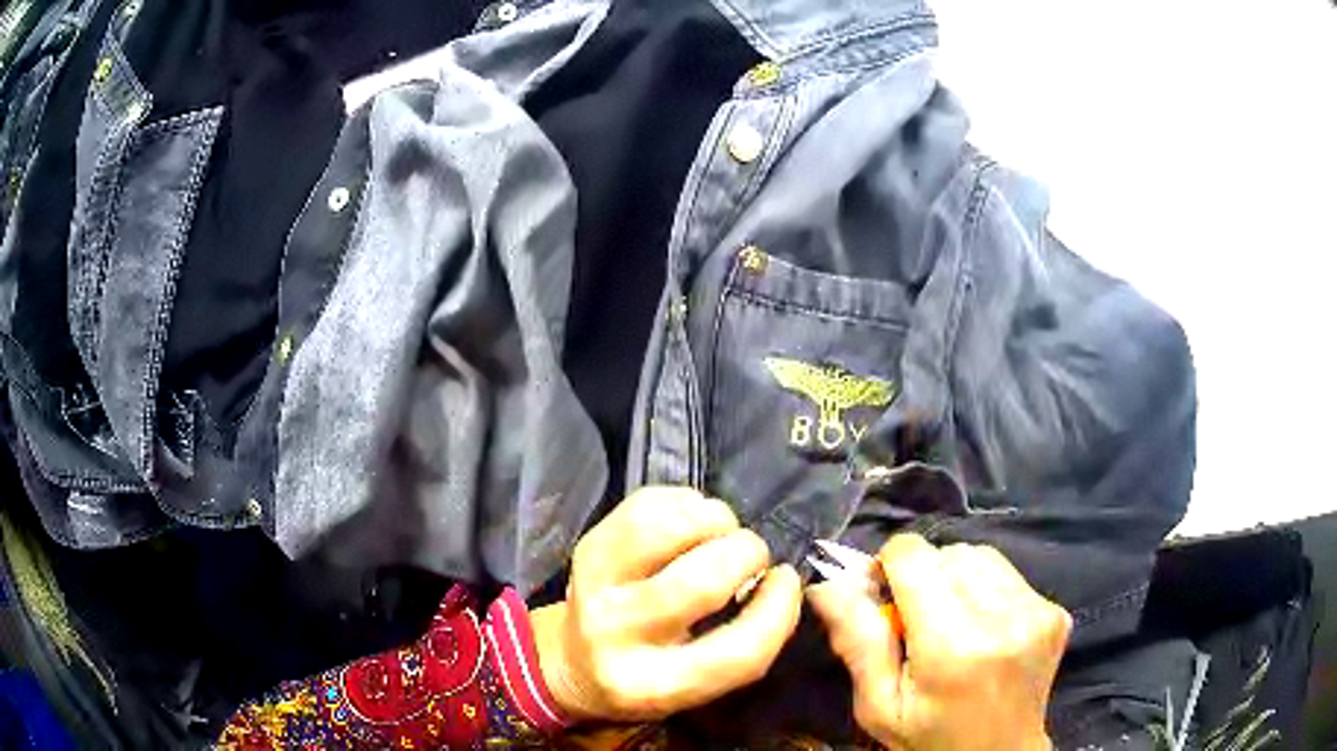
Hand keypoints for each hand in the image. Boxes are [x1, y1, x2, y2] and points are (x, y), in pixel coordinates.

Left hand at [531, 487, 801, 721]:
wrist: (569, 661)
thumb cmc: (648, 676)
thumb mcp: (697, 686)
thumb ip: (746, 646)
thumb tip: (781, 583)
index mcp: (653, 686)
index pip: (739, 652)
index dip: (779, 610)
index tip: (787, 581)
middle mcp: (618, 636)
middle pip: (704, 582)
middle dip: (747, 554)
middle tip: (753, 556)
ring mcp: (594, 585)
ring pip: (670, 530)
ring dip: (716, 520)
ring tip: (722, 532)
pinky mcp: (587, 546)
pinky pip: (648, 504)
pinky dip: (687, 502)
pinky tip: (693, 521)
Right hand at [808, 534, 1070, 750]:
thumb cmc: (929, 740)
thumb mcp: (878, 706)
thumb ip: (857, 642)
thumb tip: (826, 584)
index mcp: (953, 647)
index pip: (915, 556)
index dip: (888, 566)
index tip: (880, 596)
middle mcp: (1003, 619)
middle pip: (948, 552)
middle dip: (922, 575)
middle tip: (913, 619)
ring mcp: (1037, 612)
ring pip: (980, 557)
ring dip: (955, 578)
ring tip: (950, 622)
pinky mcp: (1055, 611)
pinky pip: (1008, 574)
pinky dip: (985, 589)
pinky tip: (981, 627)